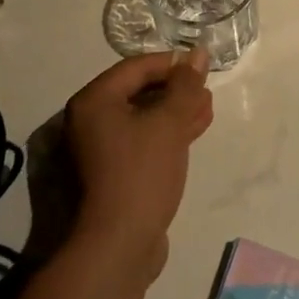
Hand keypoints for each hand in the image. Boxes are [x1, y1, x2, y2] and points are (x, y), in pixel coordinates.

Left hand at [65, 50, 213, 281]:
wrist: (119, 244)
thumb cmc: (141, 173)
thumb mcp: (168, 123)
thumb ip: (185, 85)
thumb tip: (198, 54)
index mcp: (94, 101)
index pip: (135, 67)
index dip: (171, 63)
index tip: (201, 66)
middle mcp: (90, 120)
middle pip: (138, 91)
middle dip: (175, 89)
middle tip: (206, 88)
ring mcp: (100, 149)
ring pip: (143, 117)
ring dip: (175, 111)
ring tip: (207, 107)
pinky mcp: (114, 172)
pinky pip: (143, 140)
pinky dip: (167, 133)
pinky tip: (195, 129)